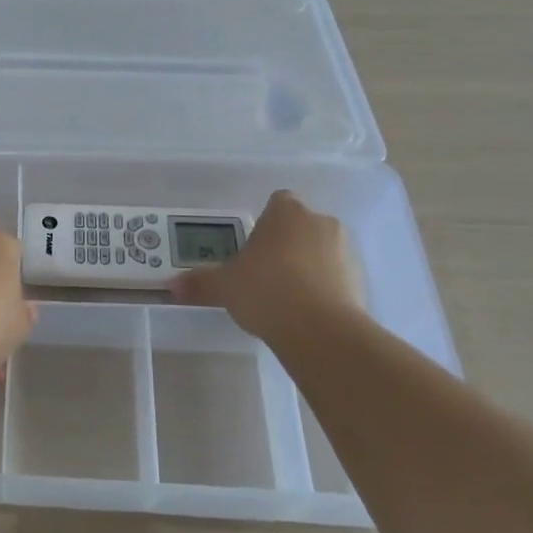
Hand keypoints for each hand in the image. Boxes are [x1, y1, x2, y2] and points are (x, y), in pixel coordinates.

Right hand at [170, 191, 364, 340]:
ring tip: (286, 298)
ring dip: (308, 266)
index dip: (265, 222)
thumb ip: (200, 283)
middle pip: (300, 226)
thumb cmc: (266, 291)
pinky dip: (325, 288)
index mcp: (287, 212)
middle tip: (264, 273)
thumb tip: (171, 286)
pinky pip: (337, 277)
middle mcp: (320, 222)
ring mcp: (346, 250)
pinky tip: (306, 312)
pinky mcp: (362, 280)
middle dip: (286, 244)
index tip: (253, 247)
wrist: (320, 330)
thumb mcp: (224, 286)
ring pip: (321, 251)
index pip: (277, 202)